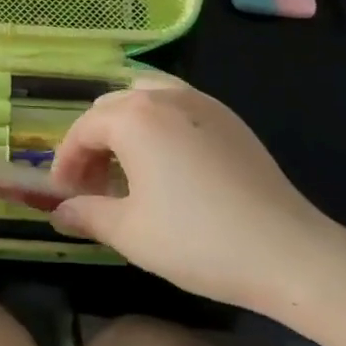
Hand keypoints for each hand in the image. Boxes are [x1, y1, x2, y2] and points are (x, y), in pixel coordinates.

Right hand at [49, 77, 345, 325]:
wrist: (287, 250)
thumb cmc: (198, 240)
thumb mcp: (130, 233)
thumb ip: (87, 214)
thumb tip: (58, 212)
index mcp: (134, 118)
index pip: (83, 129)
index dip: (65, 161)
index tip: (62, 194)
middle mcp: (163, 96)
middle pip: (111, 108)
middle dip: (93, 143)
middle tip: (92, 186)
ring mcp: (200, 101)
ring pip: (144, 98)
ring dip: (124, 127)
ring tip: (126, 168)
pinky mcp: (227, 117)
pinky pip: (176, 104)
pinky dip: (156, 124)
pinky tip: (166, 164)